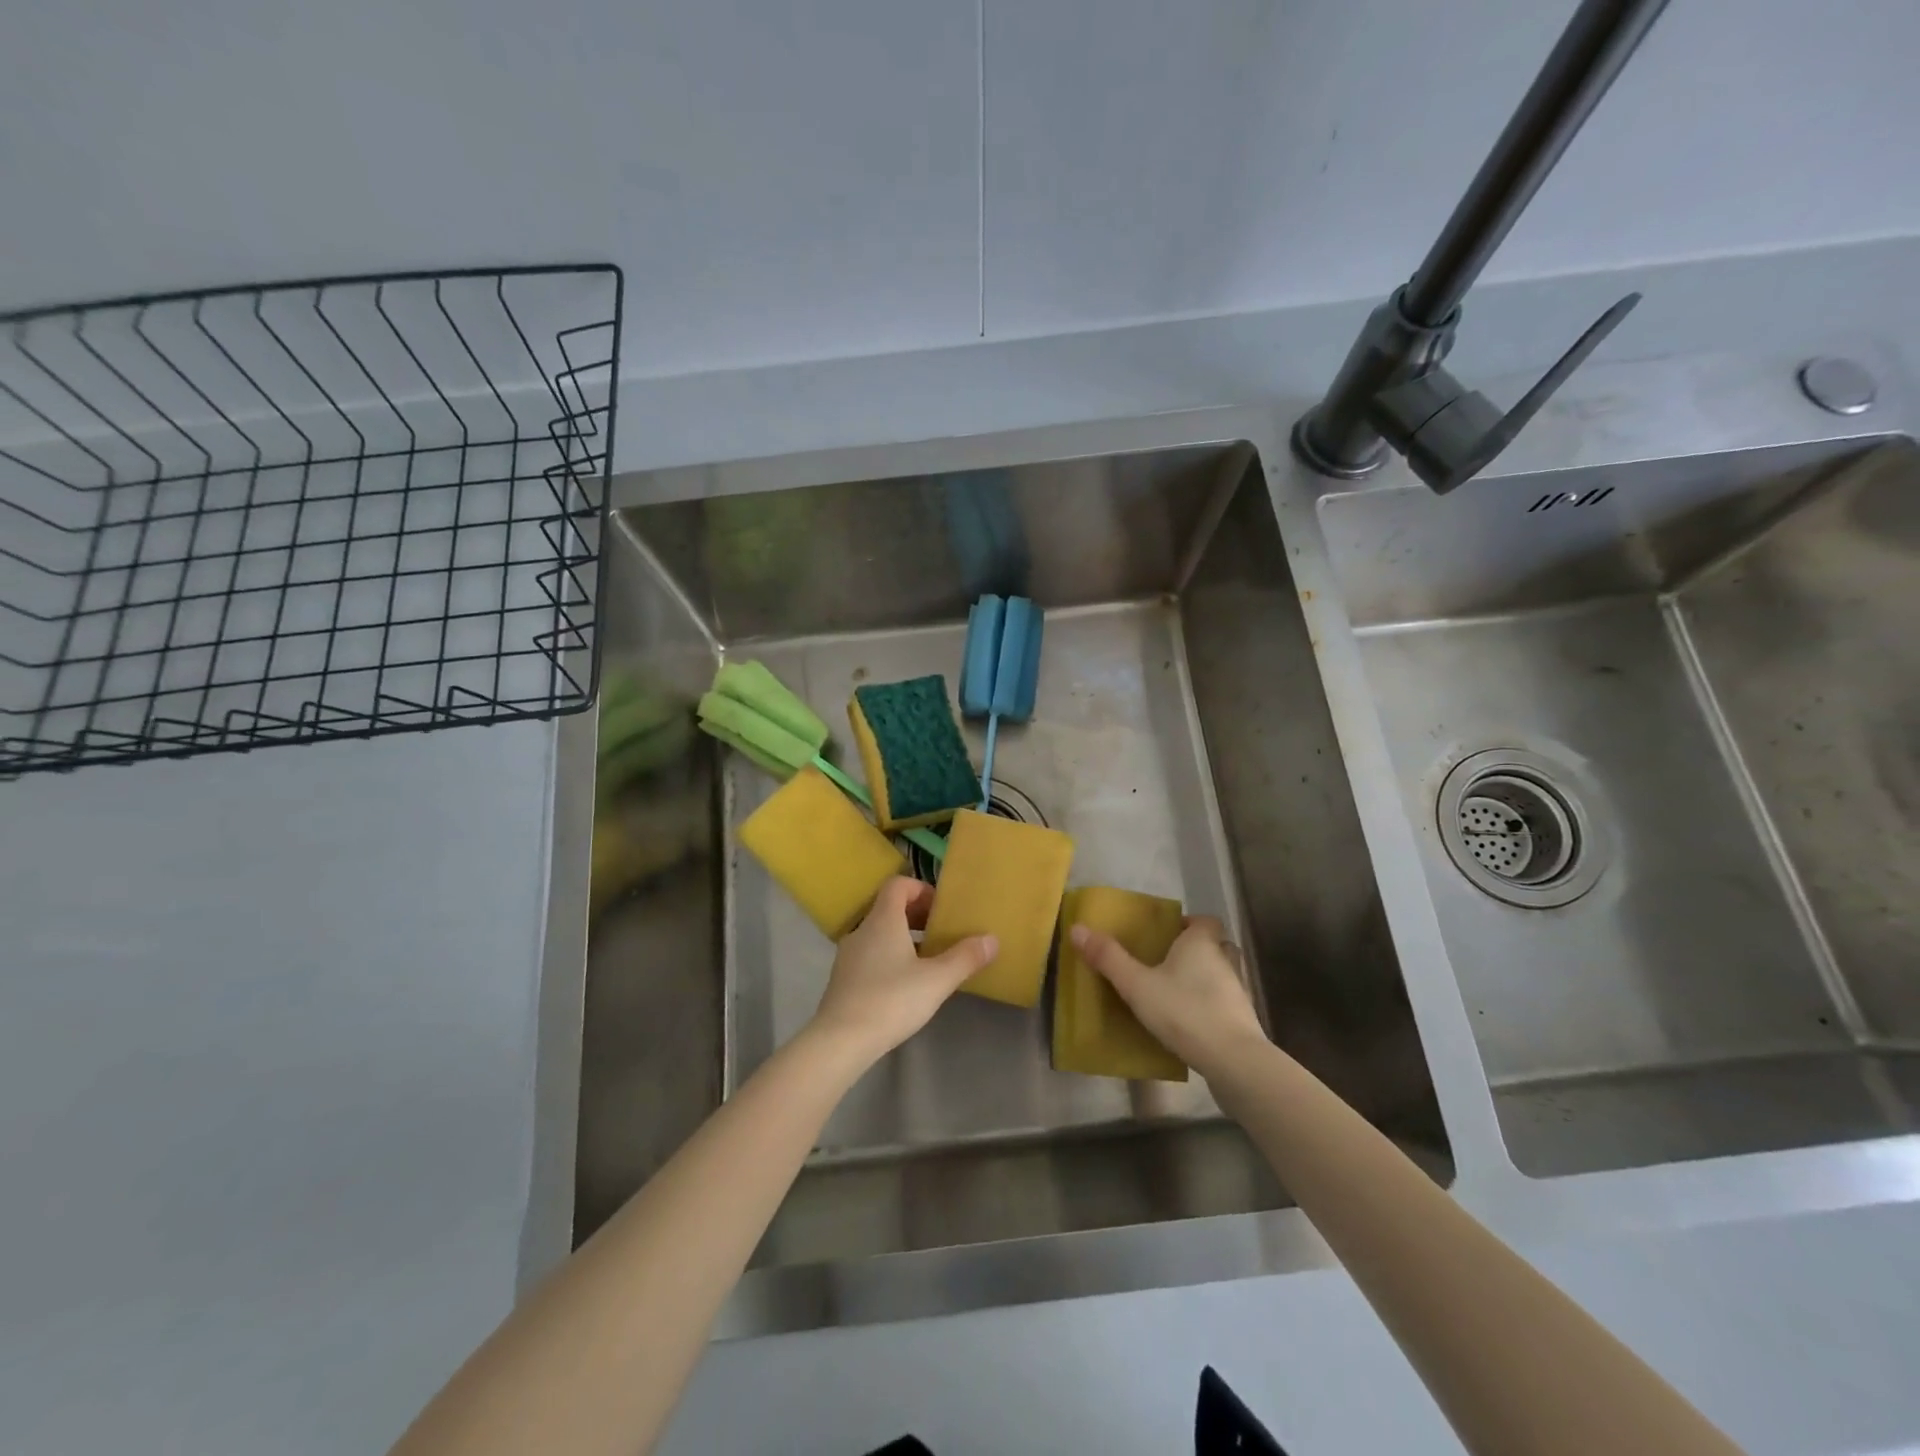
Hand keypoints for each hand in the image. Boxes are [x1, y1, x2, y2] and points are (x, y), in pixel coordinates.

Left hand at [808, 877, 997, 1065]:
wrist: (840, 1041)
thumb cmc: (891, 1000)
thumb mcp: (937, 980)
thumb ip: (965, 958)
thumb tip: (992, 939)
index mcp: (883, 920)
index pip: (898, 884)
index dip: (921, 889)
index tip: (941, 909)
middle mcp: (862, 930)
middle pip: (889, 908)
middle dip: (917, 915)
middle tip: (941, 934)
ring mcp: (848, 955)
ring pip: (879, 934)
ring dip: (904, 939)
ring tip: (928, 961)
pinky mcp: (843, 979)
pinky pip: (870, 955)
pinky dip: (889, 958)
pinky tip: (904, 986)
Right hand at [1070, 916, 1266, 1079]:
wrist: (1234, 1061)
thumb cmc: (1184, 1012)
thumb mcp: (1137, 985)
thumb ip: (1108, 958)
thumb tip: (1077, 929)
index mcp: (1201, 944)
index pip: (1204, 921)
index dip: (1189, 923)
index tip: (1168, 934)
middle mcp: (1224, 961)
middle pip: (1216, 946)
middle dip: (1197, 950)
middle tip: (1169, 963)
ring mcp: (1238, 992)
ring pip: (1223, 975)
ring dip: (1206, 979)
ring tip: (1178, 992)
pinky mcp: (1243, 1021)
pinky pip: (1226, 1004)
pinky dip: (1212, 1007)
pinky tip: (1191, 1023)